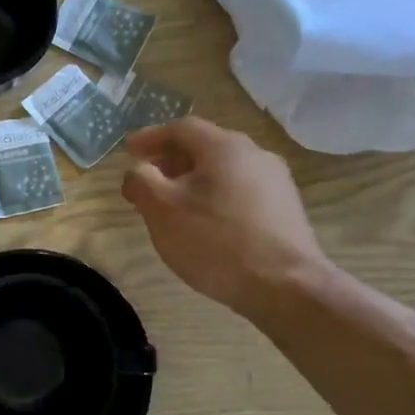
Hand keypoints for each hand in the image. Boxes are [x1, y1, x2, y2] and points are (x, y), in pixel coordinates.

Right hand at [121, 118, 329, 320]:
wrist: (285, 286)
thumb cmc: (216, 242)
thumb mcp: (162, 210)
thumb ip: (141, 181)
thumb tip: (137, 170)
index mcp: (225, 147)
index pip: (182, 128)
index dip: (151, 137)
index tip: (128, 151)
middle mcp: (255, 155)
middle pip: (205, 148)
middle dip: (170, 162)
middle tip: (146, 181)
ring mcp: (276, 183)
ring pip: (223, 172)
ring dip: (192, 182)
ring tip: (172, 207)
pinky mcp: (285, 211)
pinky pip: (240, 193)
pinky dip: (214, 199)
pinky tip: (204, 225)